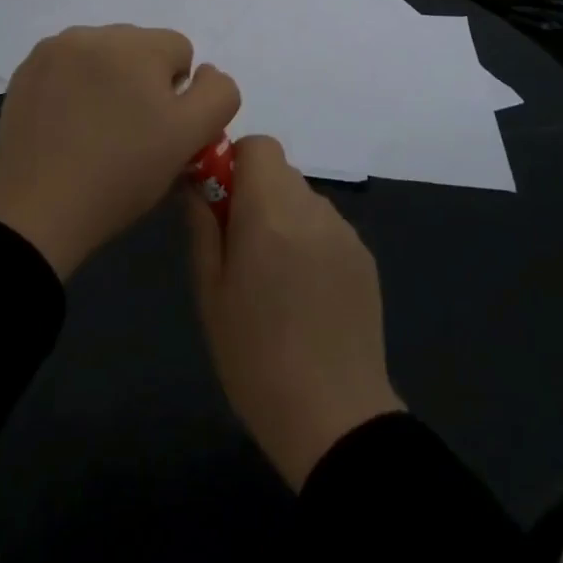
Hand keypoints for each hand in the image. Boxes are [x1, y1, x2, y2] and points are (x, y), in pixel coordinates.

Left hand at [0, 25, 239, 279]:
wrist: (35, 212)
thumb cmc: (121, 174)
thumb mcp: (190, 138)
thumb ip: (218, 94)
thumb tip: (204, 72)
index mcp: (137, 44)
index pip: (181, 50)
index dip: (178, 94)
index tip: (158, 130)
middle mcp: (94, 33)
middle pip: (141, 48)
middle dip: (143, 81)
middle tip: (129, 133)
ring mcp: (54, 49)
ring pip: (104, 56)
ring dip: (109, 80)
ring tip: (96, 130)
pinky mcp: (26, 71)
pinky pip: (68, 67)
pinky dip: (74, 87)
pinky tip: (67, 125)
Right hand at [186, 136, 402, 489]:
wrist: (333, 416)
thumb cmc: (255, 357)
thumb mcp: (211, 293)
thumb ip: (204, 227)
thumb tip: (198, 185)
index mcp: (271, 212)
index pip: (258, 146)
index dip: (235, 163)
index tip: (220, 202)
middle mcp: (313, 209)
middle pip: (280, 172)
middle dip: (255, 193)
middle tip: (240, 246)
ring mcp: (344, 232)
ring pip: (304, 199)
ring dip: (284, 217)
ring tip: (275, 277)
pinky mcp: (364, 257)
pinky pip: (327, 227)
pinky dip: (310, 240)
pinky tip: (305, 293)